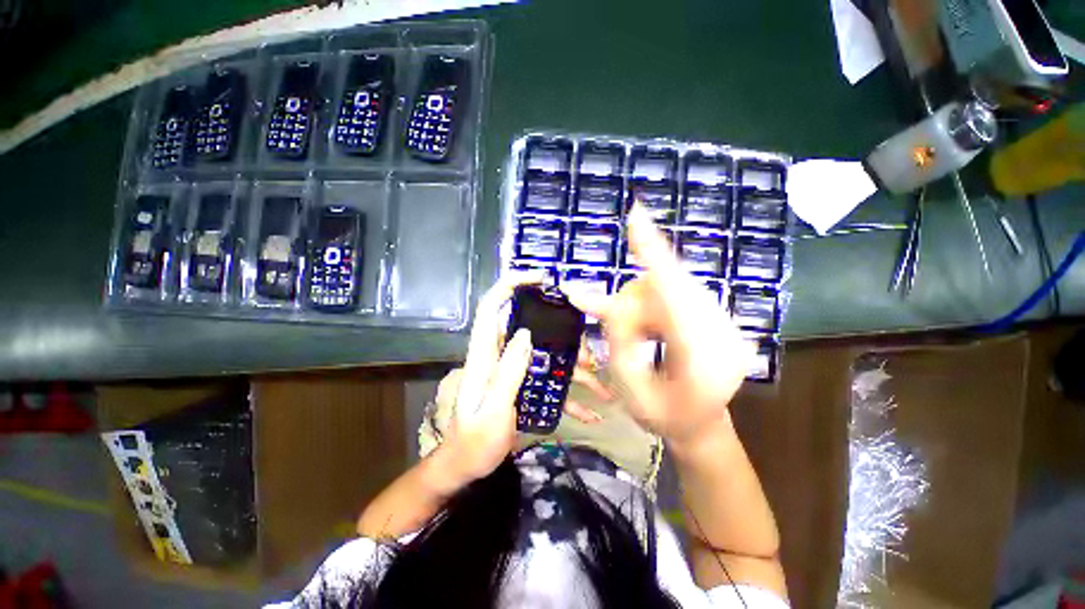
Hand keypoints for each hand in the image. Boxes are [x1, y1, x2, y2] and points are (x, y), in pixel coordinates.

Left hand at [436, 273, 609, 483]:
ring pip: (549, 355)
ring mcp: (515, 370)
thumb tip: (525, 333)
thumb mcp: (492, 411)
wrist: (466, 466)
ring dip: (575, 368)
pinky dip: (570, 394)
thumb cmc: (474, 442)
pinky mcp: (524, 385)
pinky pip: (550, 381)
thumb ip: (507, 373)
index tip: (541, 279)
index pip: (492, 307)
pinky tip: (592, 413)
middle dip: (563, 336)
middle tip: (588, 356)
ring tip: (601, 388)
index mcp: (486, 355)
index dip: (511, 285)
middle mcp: (501, 356)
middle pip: (532, 328)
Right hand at [565, 204, 753, 448]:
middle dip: (633, 304)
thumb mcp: (629, 387)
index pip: (674, 295)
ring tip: (636, 339)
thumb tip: (595, 296)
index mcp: (703, 359)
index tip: (636, 215)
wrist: (703, 427)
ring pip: (669, 288)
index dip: (652, 255)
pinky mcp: (719, 315)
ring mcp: (726, 322)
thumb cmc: (663, 417)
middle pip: (667, 287)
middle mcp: (723, 332)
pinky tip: (649, 327)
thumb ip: (617, 338)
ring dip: (641, 308)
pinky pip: (677, 293)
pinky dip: (653, 304)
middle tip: (617, 329)